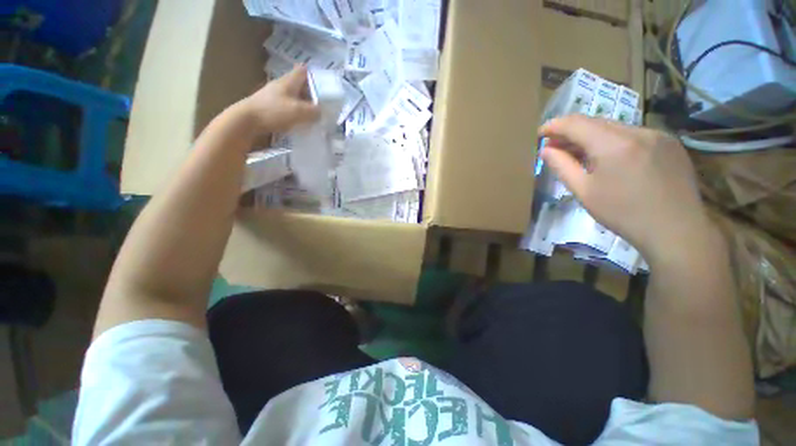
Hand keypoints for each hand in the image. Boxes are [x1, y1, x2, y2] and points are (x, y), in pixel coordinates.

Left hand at [239, 65, 319, 133]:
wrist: (247, 120)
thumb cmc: (274, 111)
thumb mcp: (299, 111)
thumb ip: (314, 111)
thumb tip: (322, 112)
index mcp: (289, 81)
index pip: (303, 71)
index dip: (315, 76)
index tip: (325, 87)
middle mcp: (282, 86)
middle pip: (300, 86)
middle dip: (312, 94)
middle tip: (323, 106)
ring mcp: (275, 96)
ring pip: (295, 98)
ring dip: (304, 105)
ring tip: (314, 117)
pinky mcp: (271, 107)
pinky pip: (289, 107)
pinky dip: (297, 113)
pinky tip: (301, 123)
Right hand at [539, 115, 711, 261]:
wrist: (676, 231)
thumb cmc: (623, 213)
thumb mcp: (584, 192)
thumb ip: (562, 167)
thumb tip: (545, 150)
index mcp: (614, 144)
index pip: (576, 123)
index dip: (554, 126)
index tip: (540, 134)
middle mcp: (637, 131)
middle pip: (596, 122)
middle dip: (571, 132)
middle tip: (555, 147)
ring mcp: (658, 135)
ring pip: (615, 128)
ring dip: (592, 137)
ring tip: (579, 154)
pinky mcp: (670, 143)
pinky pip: (633, 135)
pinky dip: (614, 142)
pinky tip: (610, 159)